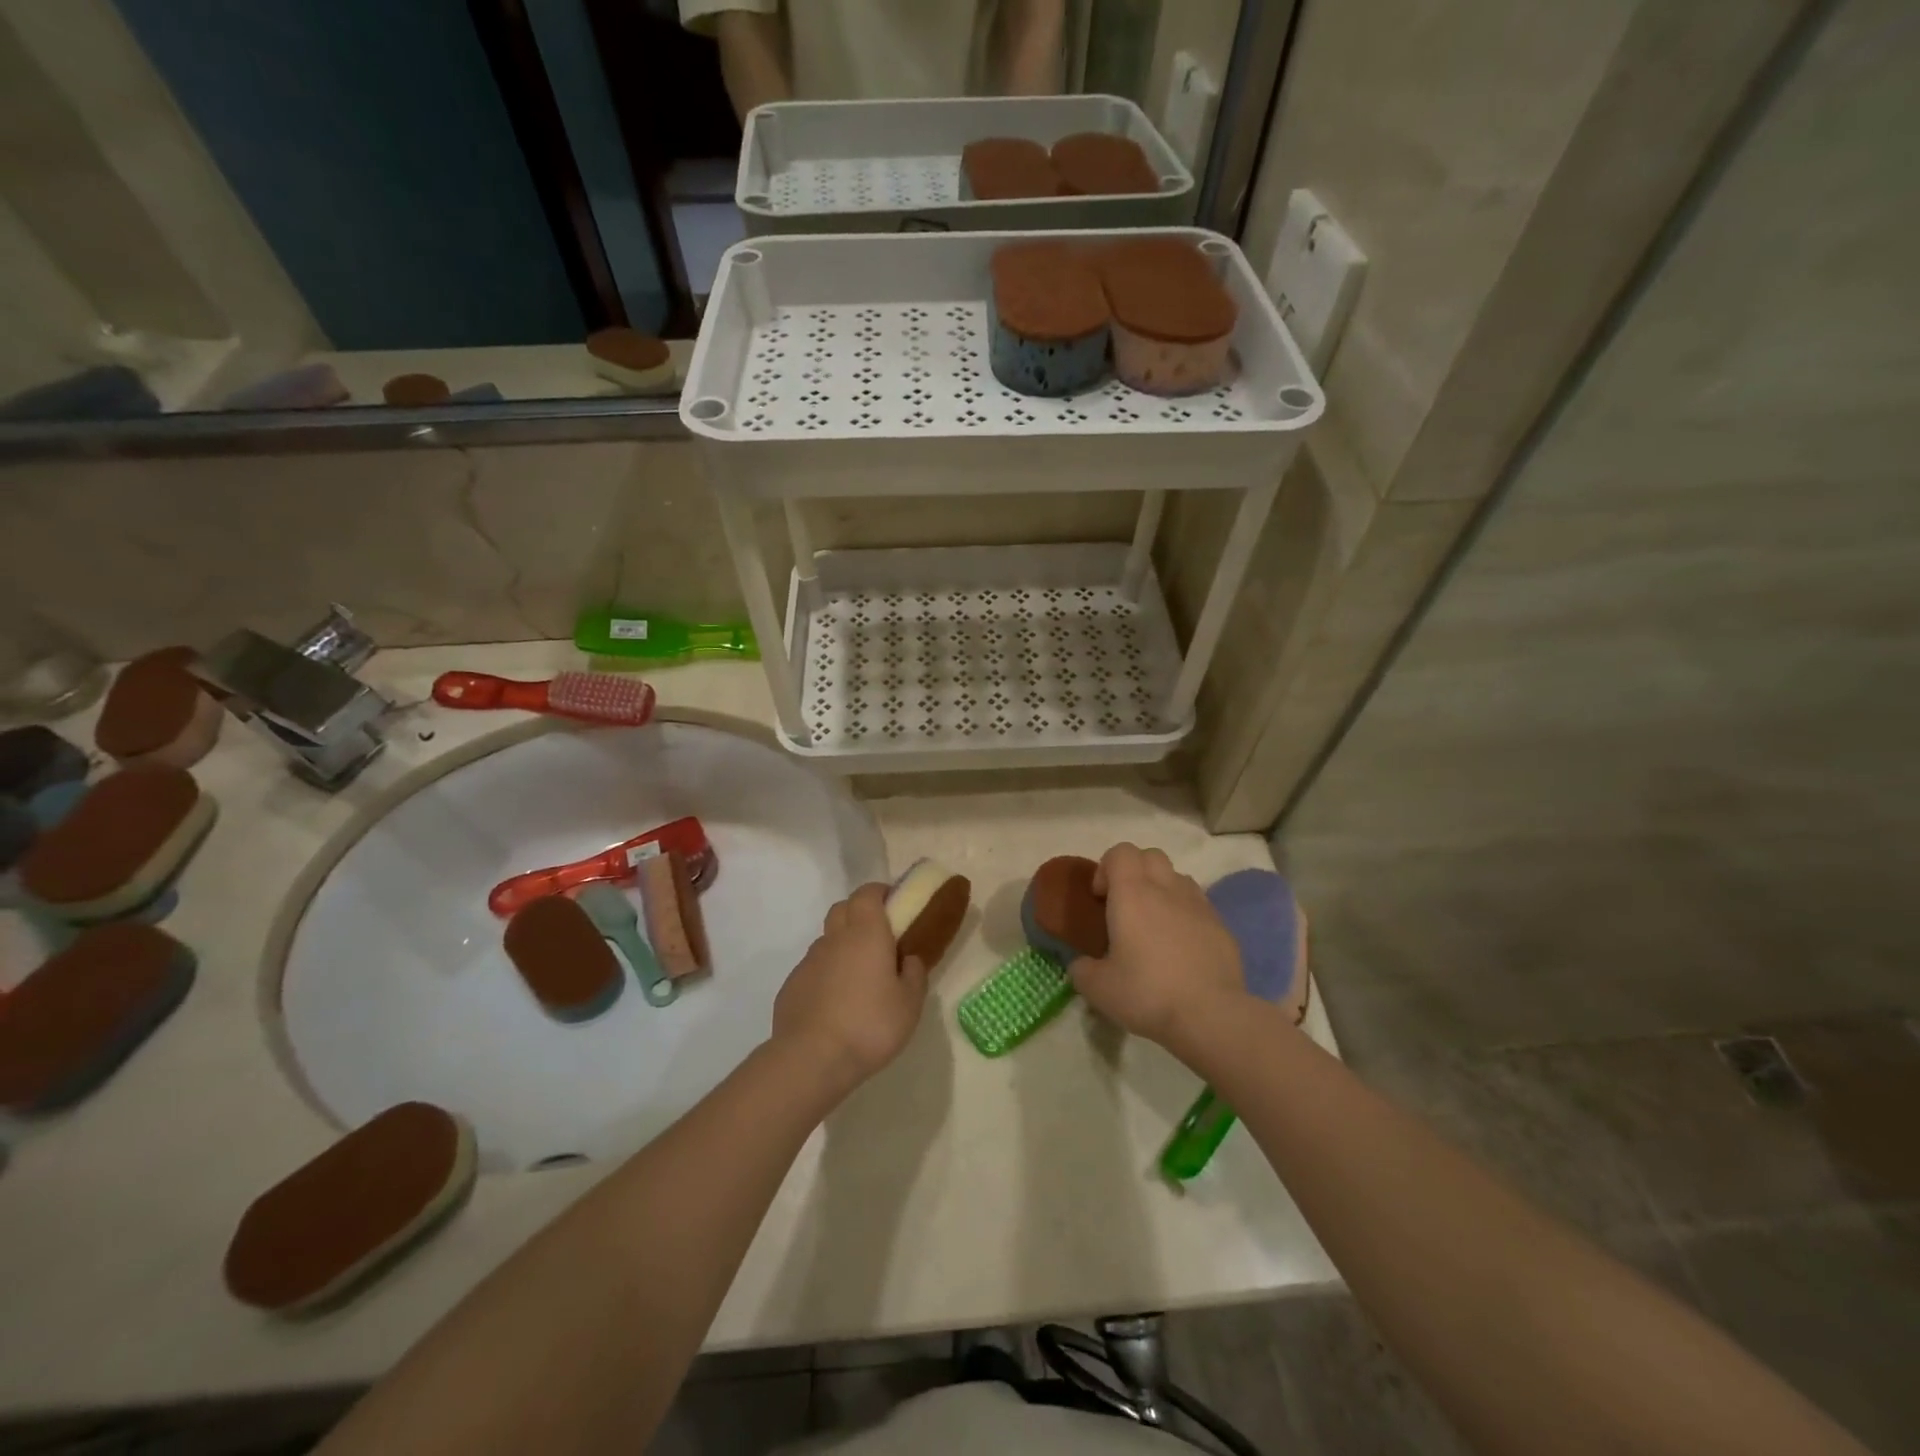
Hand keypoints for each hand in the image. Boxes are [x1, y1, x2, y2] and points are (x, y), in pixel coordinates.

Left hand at [772, 884, 927, 1093]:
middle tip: (879, 939)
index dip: (880, 893)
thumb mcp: (910, 1004)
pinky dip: (826, 975)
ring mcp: (808, 961)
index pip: (867, 893)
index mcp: (866, 933)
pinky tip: (836, 1003)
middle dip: (860, 913)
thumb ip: (914, 975)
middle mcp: (834, 939)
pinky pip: (813, 969)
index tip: (894, 905)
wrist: (811, 1058)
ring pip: (827, 940)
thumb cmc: (870, 1025)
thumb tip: (908, 959)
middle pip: (843, 908)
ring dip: (843, 946)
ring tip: (859, 978)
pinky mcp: (792, 986)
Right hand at [1068, 843, 1244, 1047]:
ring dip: (1162, 890)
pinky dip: (1185, 914)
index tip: (1100, 898)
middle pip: (1151, 855)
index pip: (1120, 852)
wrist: (1210, 1015)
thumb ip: (1082, 969)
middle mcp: (1167, 889)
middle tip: (1125, 906)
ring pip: (1177, 877)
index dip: (1106, 867)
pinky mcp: (1221, 926)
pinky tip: (1180, 947)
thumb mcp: (1098, 988)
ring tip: (1154, 925)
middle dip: (1135, 871)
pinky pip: (1198, 905)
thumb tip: (1082, 965)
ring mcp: (1199, 905)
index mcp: (1132, 894)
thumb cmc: (1147, 993)